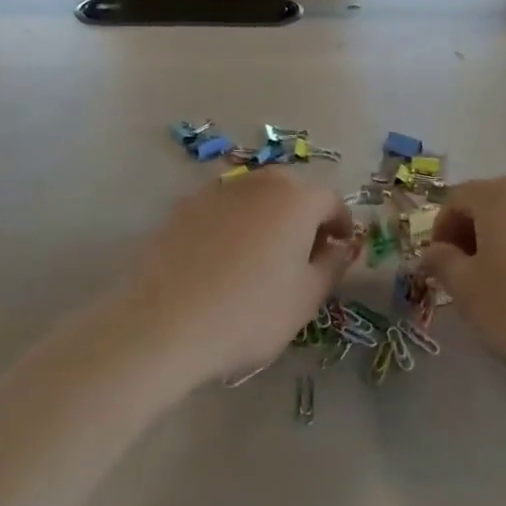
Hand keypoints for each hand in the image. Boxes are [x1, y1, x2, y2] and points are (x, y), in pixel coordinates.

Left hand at [123, 171, 355, 384]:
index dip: (340, 225)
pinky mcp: (183, 206)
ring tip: (259, 257)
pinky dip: (231, 225)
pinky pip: (221, 209)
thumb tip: (339, 247)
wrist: (164, 324)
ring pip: (254, 197)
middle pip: (292, 191)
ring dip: (266, 218)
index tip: (339, 250)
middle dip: (303, 216)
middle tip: (302, 254)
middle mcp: (259, 181)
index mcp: (297, 198)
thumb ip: (332, 265)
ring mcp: (217, 190)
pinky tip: (221, 260)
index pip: (331, 200)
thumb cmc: (250, 313)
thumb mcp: (307, 298)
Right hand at [419, 177, 505, 388]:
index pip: (455, 199)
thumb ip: (443, 263)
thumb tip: (433, 252)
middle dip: (469, 239)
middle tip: (463, 279)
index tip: (438, 268)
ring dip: (500, 252)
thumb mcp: (467, 291)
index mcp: (499, 198)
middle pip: (488, 208)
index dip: (439, 231)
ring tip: (499, 295)